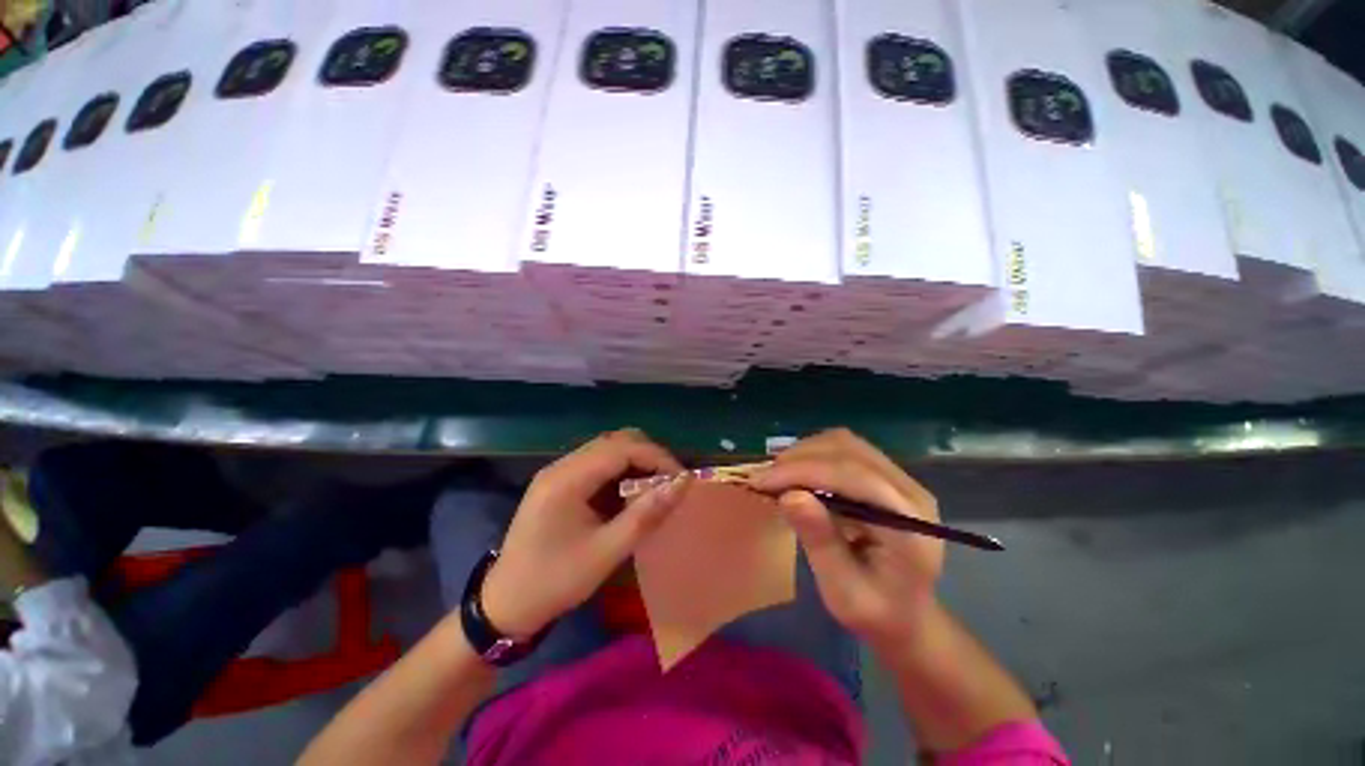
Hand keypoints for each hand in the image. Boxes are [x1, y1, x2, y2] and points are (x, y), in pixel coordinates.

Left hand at [482, 429, 688, 637]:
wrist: (505, 605)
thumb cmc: (556, 582)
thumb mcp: (606, 552)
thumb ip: (646, 514)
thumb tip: (682, 484)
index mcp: (567, 480)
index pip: (622, 448)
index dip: (657, 457)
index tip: (681, 479)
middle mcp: (561, 466)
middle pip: (615, 440)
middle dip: (649, 455)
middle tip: (670, 481)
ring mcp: (558, 472)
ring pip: (608, 448)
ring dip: (636, 461)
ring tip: (656, 486)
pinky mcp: (559, 482)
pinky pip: (598, 463)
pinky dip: (621, 470)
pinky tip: (630, 492)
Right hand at [749, 429, 944, 647]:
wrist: (908, 616)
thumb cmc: (876, 613)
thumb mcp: (843, 591)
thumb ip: (821, 541)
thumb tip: (789, 495)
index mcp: (910, 523)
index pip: (854, 476)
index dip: (804, 472)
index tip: (762, 482)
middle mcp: (910, 490)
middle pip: (848, 450)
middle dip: (799, 459)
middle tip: (764, 479)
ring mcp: (901, 478)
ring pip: (845, 442)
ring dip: (805, 453)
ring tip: (777, 475)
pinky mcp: (886, 474)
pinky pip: (846, 449)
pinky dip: (814, 454)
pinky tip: (797, 473)